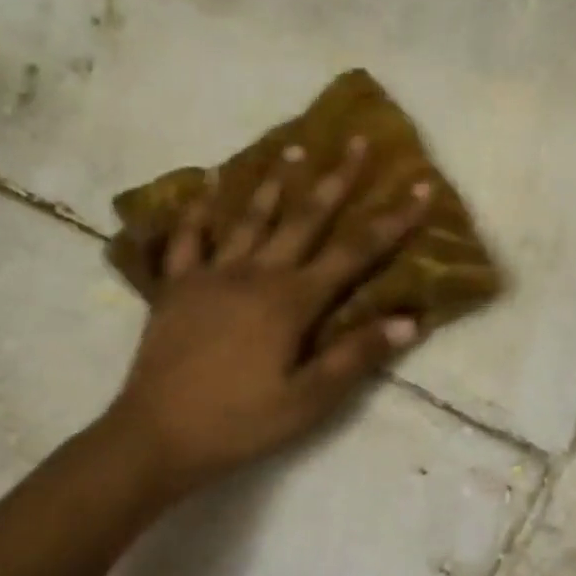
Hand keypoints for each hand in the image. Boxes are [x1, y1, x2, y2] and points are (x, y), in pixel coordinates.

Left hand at [107, 138, 432, 496]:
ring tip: (294, 149)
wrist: (157, 435)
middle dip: (335, 179)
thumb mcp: (308, 401)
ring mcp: (211, 275)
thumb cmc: (241, 423)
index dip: (391, 220)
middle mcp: (255, 274)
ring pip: (250, 218)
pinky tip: (207, 185)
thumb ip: (356, 356)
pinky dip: (199, 209)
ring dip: (275, 182)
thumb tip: (411, 321)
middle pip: (304, 218)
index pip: (354, 252)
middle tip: (355, 140)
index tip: (418, 187)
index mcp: (292, 302)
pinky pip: (188, 238)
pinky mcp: (176, 287)